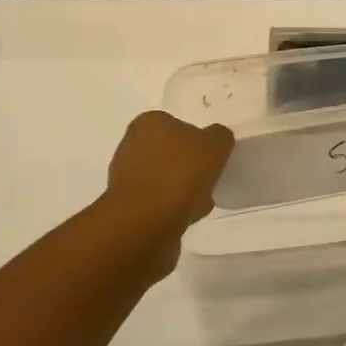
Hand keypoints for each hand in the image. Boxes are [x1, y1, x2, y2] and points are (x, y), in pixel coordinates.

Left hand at [105, 110, 233, 234]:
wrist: (146, 223)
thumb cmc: (180, 174)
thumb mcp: (215, 145)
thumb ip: (220, 136)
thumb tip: (216, 140)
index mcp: (148, 122)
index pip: (176, 123)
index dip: (196, 138)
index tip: (211, 155)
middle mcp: (131, 144)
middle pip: (169, 152)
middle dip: (187, 164)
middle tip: (208, 177)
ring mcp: (125, 177)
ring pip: (164, 178)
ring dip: (181, 188)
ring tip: (202, 200)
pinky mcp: (127, 206)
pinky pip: (158, 201)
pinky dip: (173, 207)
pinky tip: (188, 215)